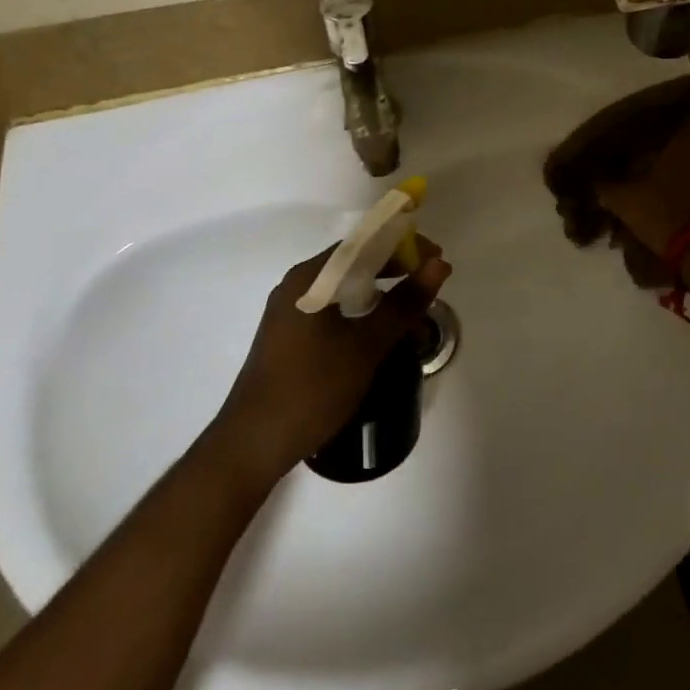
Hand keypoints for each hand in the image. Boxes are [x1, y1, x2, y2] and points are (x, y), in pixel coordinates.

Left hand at [215, 238, 450, 479]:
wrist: (252, 446)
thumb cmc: (312, 389)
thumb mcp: (366, 346)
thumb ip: (404, 303)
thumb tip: (438, 264)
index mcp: (311, 278)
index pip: (365, 243)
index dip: (405, 246)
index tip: (437, 261)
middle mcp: (298, 285)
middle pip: (355, 263)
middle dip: (396, 271)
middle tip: (430, 287)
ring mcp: (291, 311)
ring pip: (346, 288)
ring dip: (381, 295)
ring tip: (412, 313)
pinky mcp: (291, 335)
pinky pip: (334, 308)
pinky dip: (362, 312)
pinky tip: (381, 333)